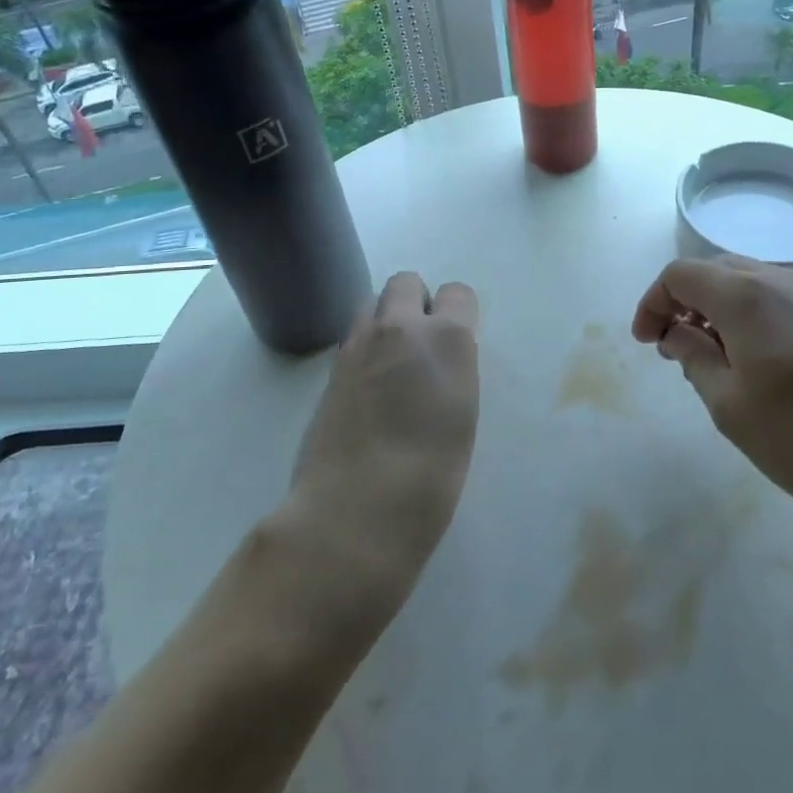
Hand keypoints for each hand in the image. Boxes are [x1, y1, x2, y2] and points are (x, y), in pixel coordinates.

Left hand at [283, 272, 481, 609]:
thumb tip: (440, 358)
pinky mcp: (330, 368)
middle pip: (405, 282)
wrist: (356, 511)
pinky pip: (352, 336)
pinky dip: (364, 347)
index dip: (458, 312)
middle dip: (415, 301)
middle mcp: (399, 327)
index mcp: (446, 337)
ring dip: (385, 319)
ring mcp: (358, 344)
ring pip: (371, 302)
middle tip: (421, 344)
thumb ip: (453, 370)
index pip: (457, 293)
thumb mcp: (463, 414)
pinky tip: (369, 387)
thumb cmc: (431, 476)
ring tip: (392, 362)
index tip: (458, 340)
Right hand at [632, 256, 792, 529]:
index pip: (681, 274)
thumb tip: (679, 333)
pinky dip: (754, 318)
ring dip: (720, 310)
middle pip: (715, 271)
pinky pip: (781, 300)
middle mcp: (782, 279)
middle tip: (675, 350)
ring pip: (750, 283)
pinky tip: (763, 365)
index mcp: (746, 294)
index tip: (647, 343)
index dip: (653, 302)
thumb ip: (695, 359)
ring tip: (717, 362)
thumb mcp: (731, 407)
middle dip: (685, 303)